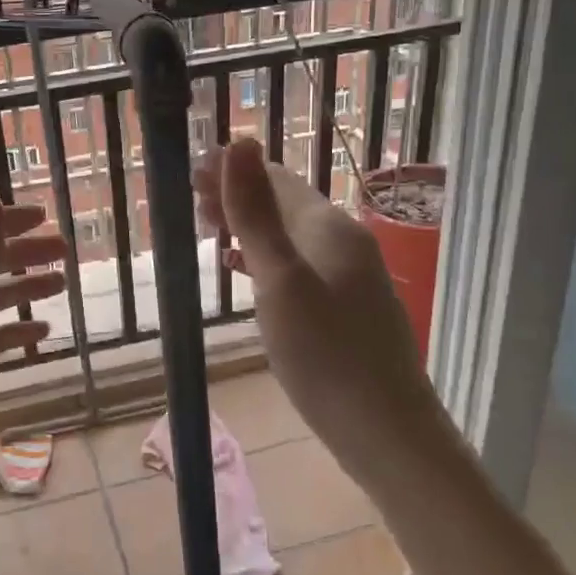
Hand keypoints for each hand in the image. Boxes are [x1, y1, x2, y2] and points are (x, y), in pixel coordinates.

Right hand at [194, 138, 438, 482]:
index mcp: (329, 228)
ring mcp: (350, 276)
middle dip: (238, 195)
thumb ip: (256, 213)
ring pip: (290, 235)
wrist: (386, 431)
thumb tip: (239, 142)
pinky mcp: (347, 306)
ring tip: (208, 230)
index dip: (232, 170)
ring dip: (249, 226)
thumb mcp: (280, 280)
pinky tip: (246, 270)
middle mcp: (344, 242)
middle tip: (190, 202)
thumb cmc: (325, 356)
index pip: (275, 179)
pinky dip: (265, 256)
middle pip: (284, 204)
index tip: (189, 170)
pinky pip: (298, 263)